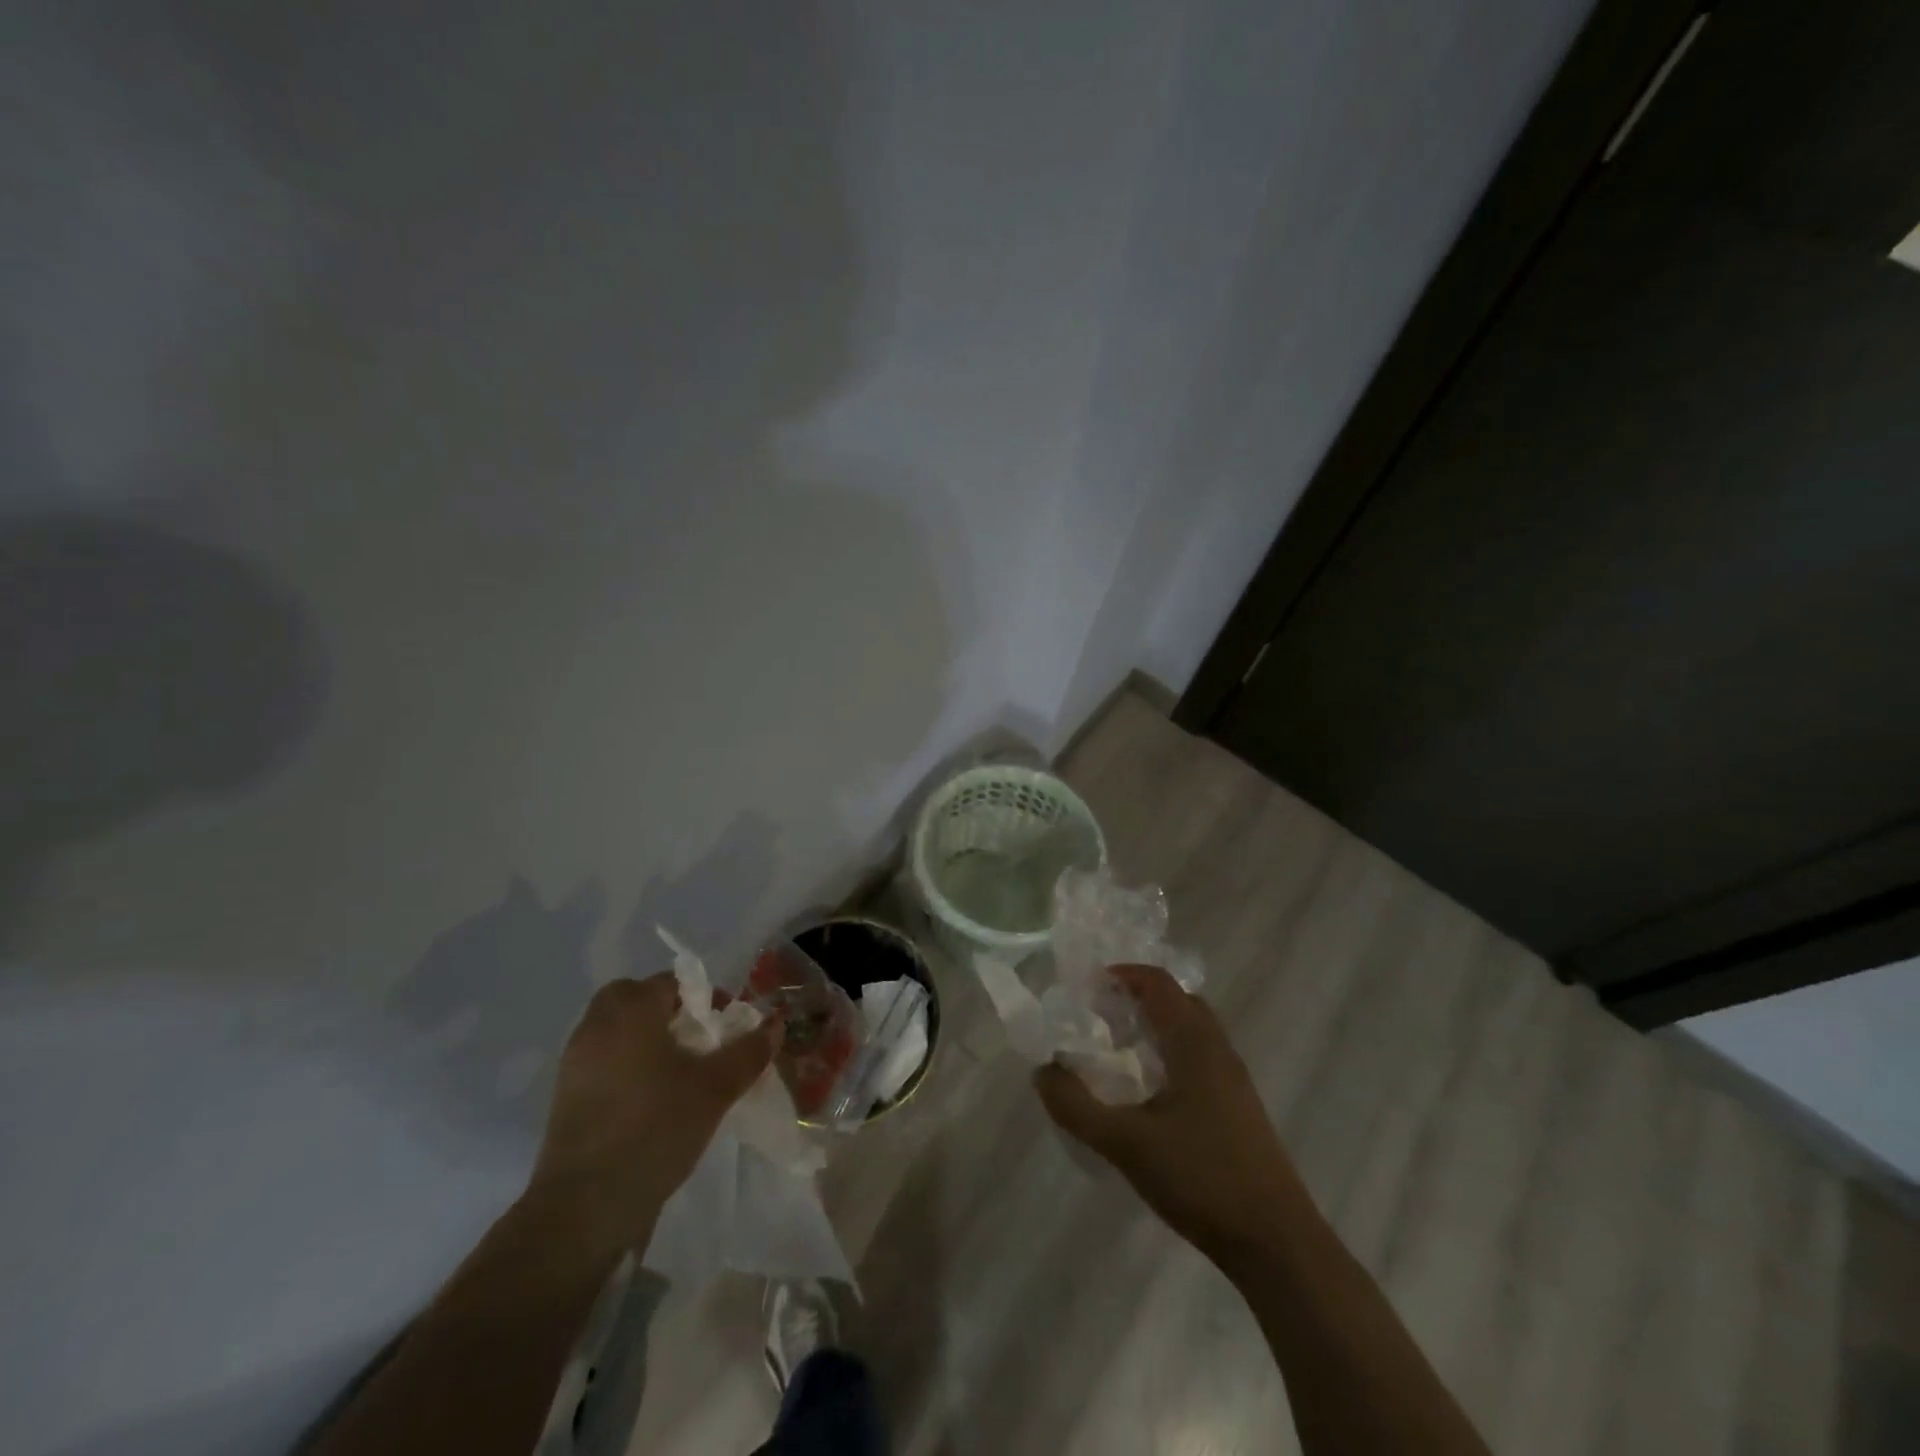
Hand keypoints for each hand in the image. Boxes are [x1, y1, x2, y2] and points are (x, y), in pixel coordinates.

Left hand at [526, 975, 782, 1252]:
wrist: (584, 1208)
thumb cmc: (655, 1130)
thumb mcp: (715, 1089)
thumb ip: (748, 1052)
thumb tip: (776, 1023)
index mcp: (631, 1012)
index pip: (671, 983)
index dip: (704, 999)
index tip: (724, 1030)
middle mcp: (597, 1025)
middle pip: (634, 998)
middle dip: (666, 1011)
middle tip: (696, 1043)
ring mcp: (575, 1061)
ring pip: (615, 1029)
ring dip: (645, 1037)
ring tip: (677, 1073)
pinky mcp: (565, 1096)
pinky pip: (601, 1059)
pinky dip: (625, 1064)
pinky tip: (649, 1099)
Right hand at [1035, 964, 1302, 1267]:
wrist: (1277, 1243)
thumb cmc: (1201, 1178)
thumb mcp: (1126, 1143)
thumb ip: (1077, 1106)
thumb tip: (1043, 1071)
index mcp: (1194, 1043)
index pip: (1159, 983)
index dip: (1124, 974)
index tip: (1088, 986)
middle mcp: (1219, 1050)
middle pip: (1179, 1000)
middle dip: (1139, 997)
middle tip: (1101, 1015)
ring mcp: (1235, 1080)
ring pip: (1193, 1031)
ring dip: (1158, 1026)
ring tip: (1120, 1050)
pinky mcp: (1240, 1109)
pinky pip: (1202, 1058)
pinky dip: (1172, 1053)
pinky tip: (1151, 1092)